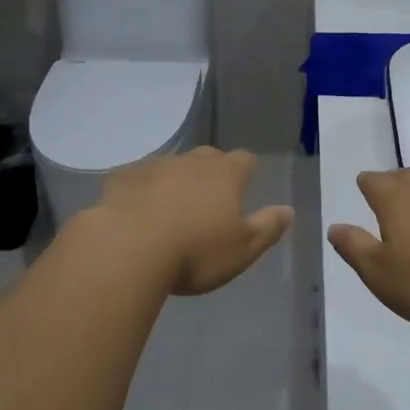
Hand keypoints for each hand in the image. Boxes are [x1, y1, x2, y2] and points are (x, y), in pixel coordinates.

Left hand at [92, 147, 293, 296]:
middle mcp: (190, 162)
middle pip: (208, 158)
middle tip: (211, 199)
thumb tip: (287, 210)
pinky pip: (137, 179)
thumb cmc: (195, 252)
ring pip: (171, 166)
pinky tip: (137, 212)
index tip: (247, 183)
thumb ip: (268, 227)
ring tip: (172, 208)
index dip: (248, 171)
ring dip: (175, 181)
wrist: (127, 249)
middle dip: (212, 172)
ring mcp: (152, 166)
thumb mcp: (243, 249)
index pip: (245, 160)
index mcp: (225, 175)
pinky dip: (142, 190)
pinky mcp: (121, 179)